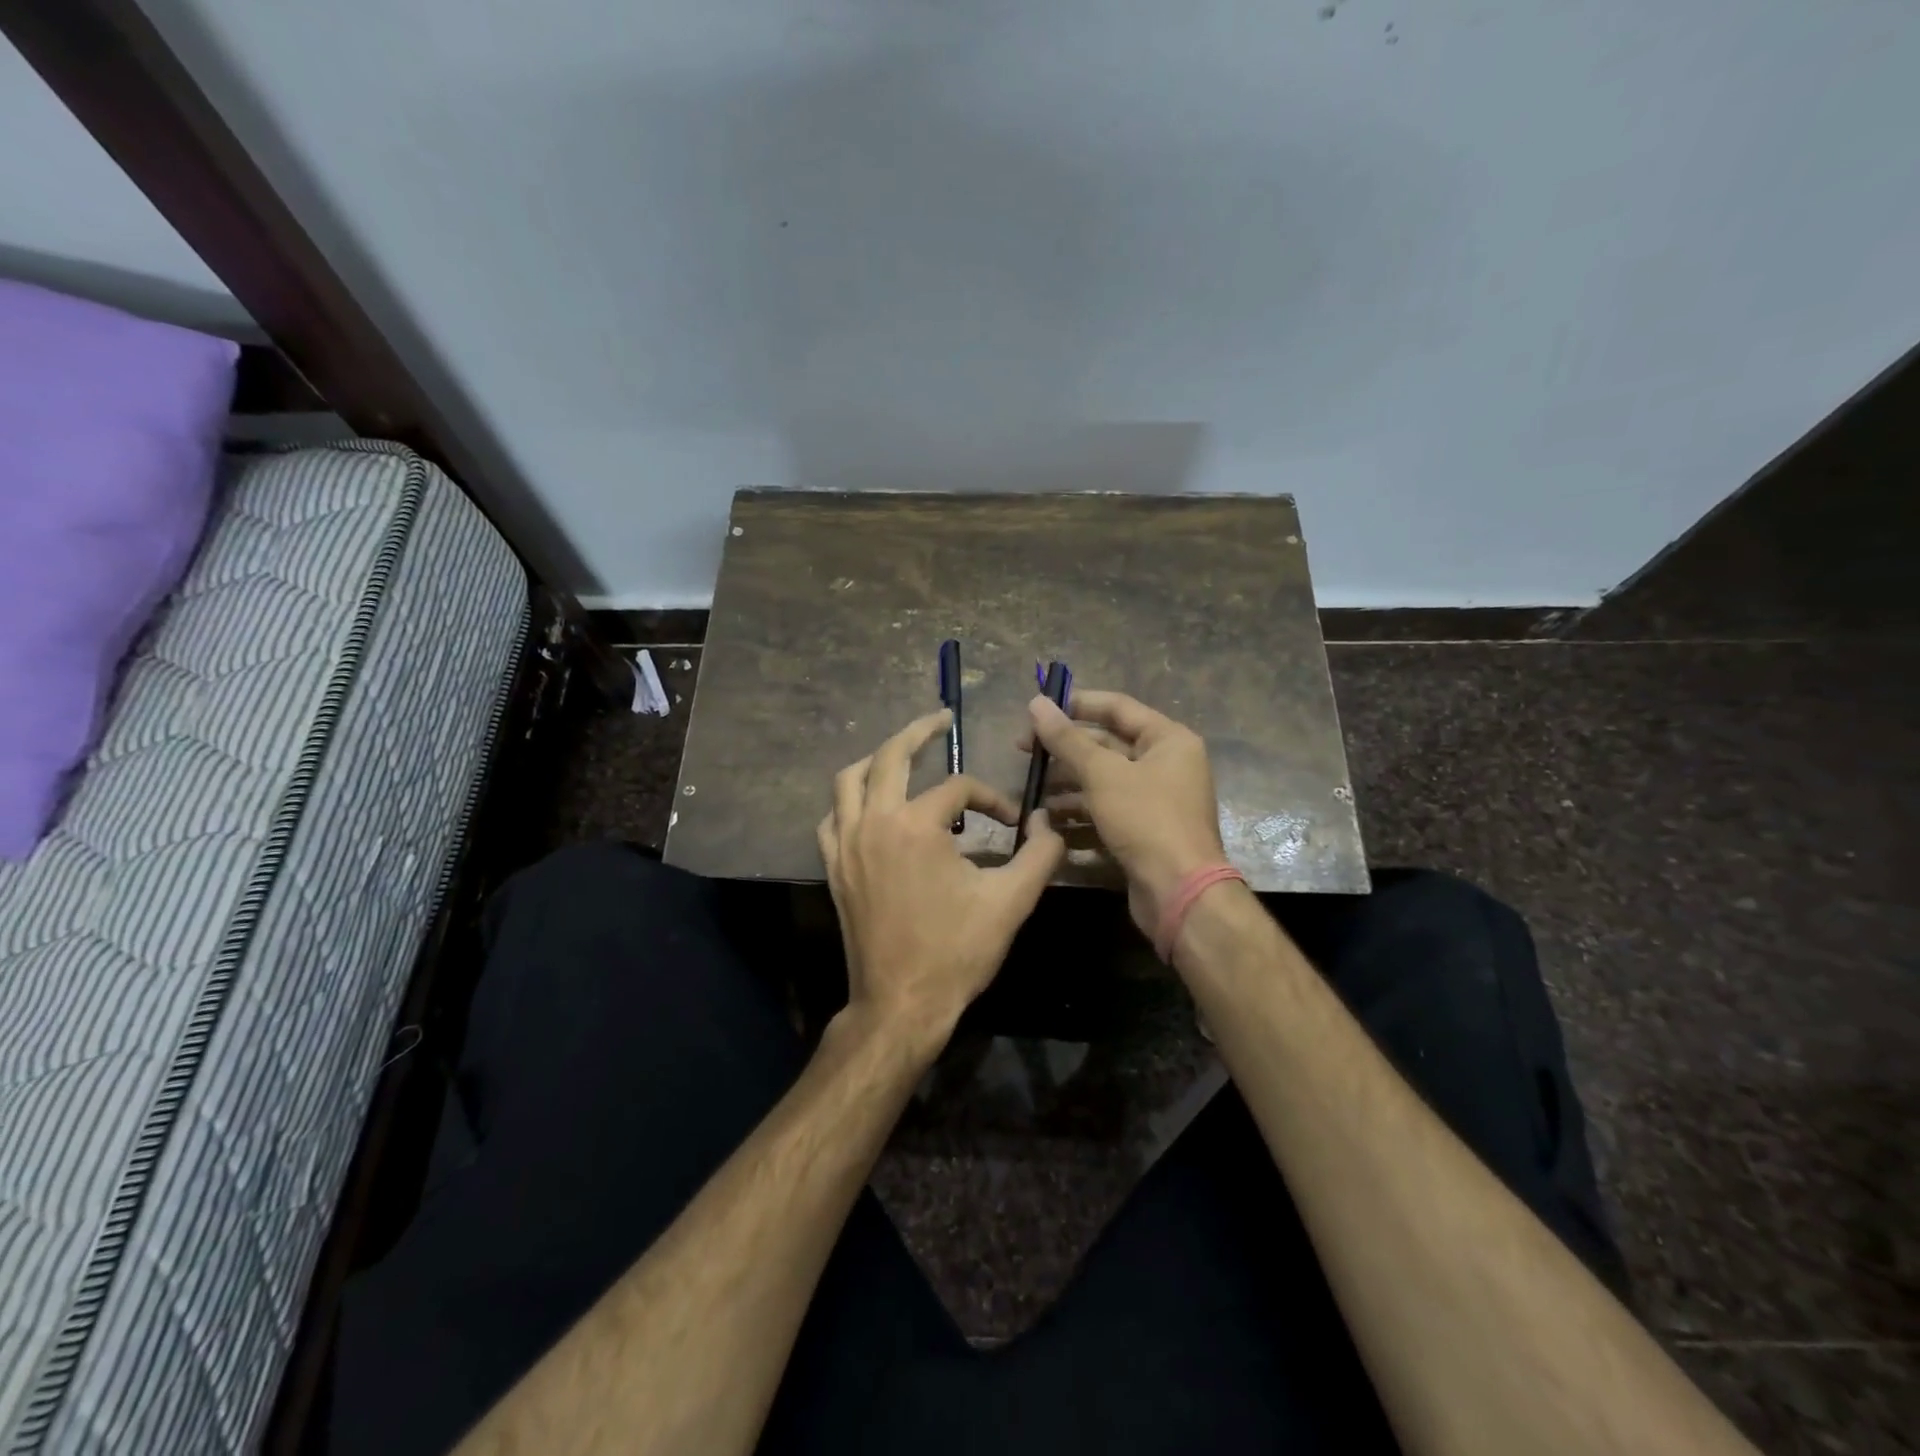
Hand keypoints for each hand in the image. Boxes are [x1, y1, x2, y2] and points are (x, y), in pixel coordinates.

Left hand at [818, 709, 1064, 1055]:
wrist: (901, 1003)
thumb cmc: (956, 952)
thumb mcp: (1011, 901)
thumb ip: (1040, 854)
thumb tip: (1048, 822)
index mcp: (916, 826)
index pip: (958, 788)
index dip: (990, 798)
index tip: (1011, 822)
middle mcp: (874, 822)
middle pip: (890, 756)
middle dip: (919, 731)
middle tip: (941, 718)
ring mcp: (846, 843)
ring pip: (849, 779)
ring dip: (877, 759)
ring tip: (902, 753)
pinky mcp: (834, 866)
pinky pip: (833, 816)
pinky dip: (850, 800)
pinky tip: (870, 806)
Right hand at [1025, 689, 1226, 938]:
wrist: (1179, 893)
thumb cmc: (1145, 820)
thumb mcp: (1102, 774)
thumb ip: (1067, 739)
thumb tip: (1037, 703)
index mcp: (1168, 740)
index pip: (1117, 707)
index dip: (1076, 704)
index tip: (1037, 710)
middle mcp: (1166, 764)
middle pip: (1108, 745)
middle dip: (1065, 749)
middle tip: (1024, 752)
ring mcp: (1155, 800)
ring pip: (1103, 780)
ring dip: (1067, 784)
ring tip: (1031, 790)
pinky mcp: (1143, 830)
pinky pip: (1106, 810)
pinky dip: (1079, 812)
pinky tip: (1048, 820)